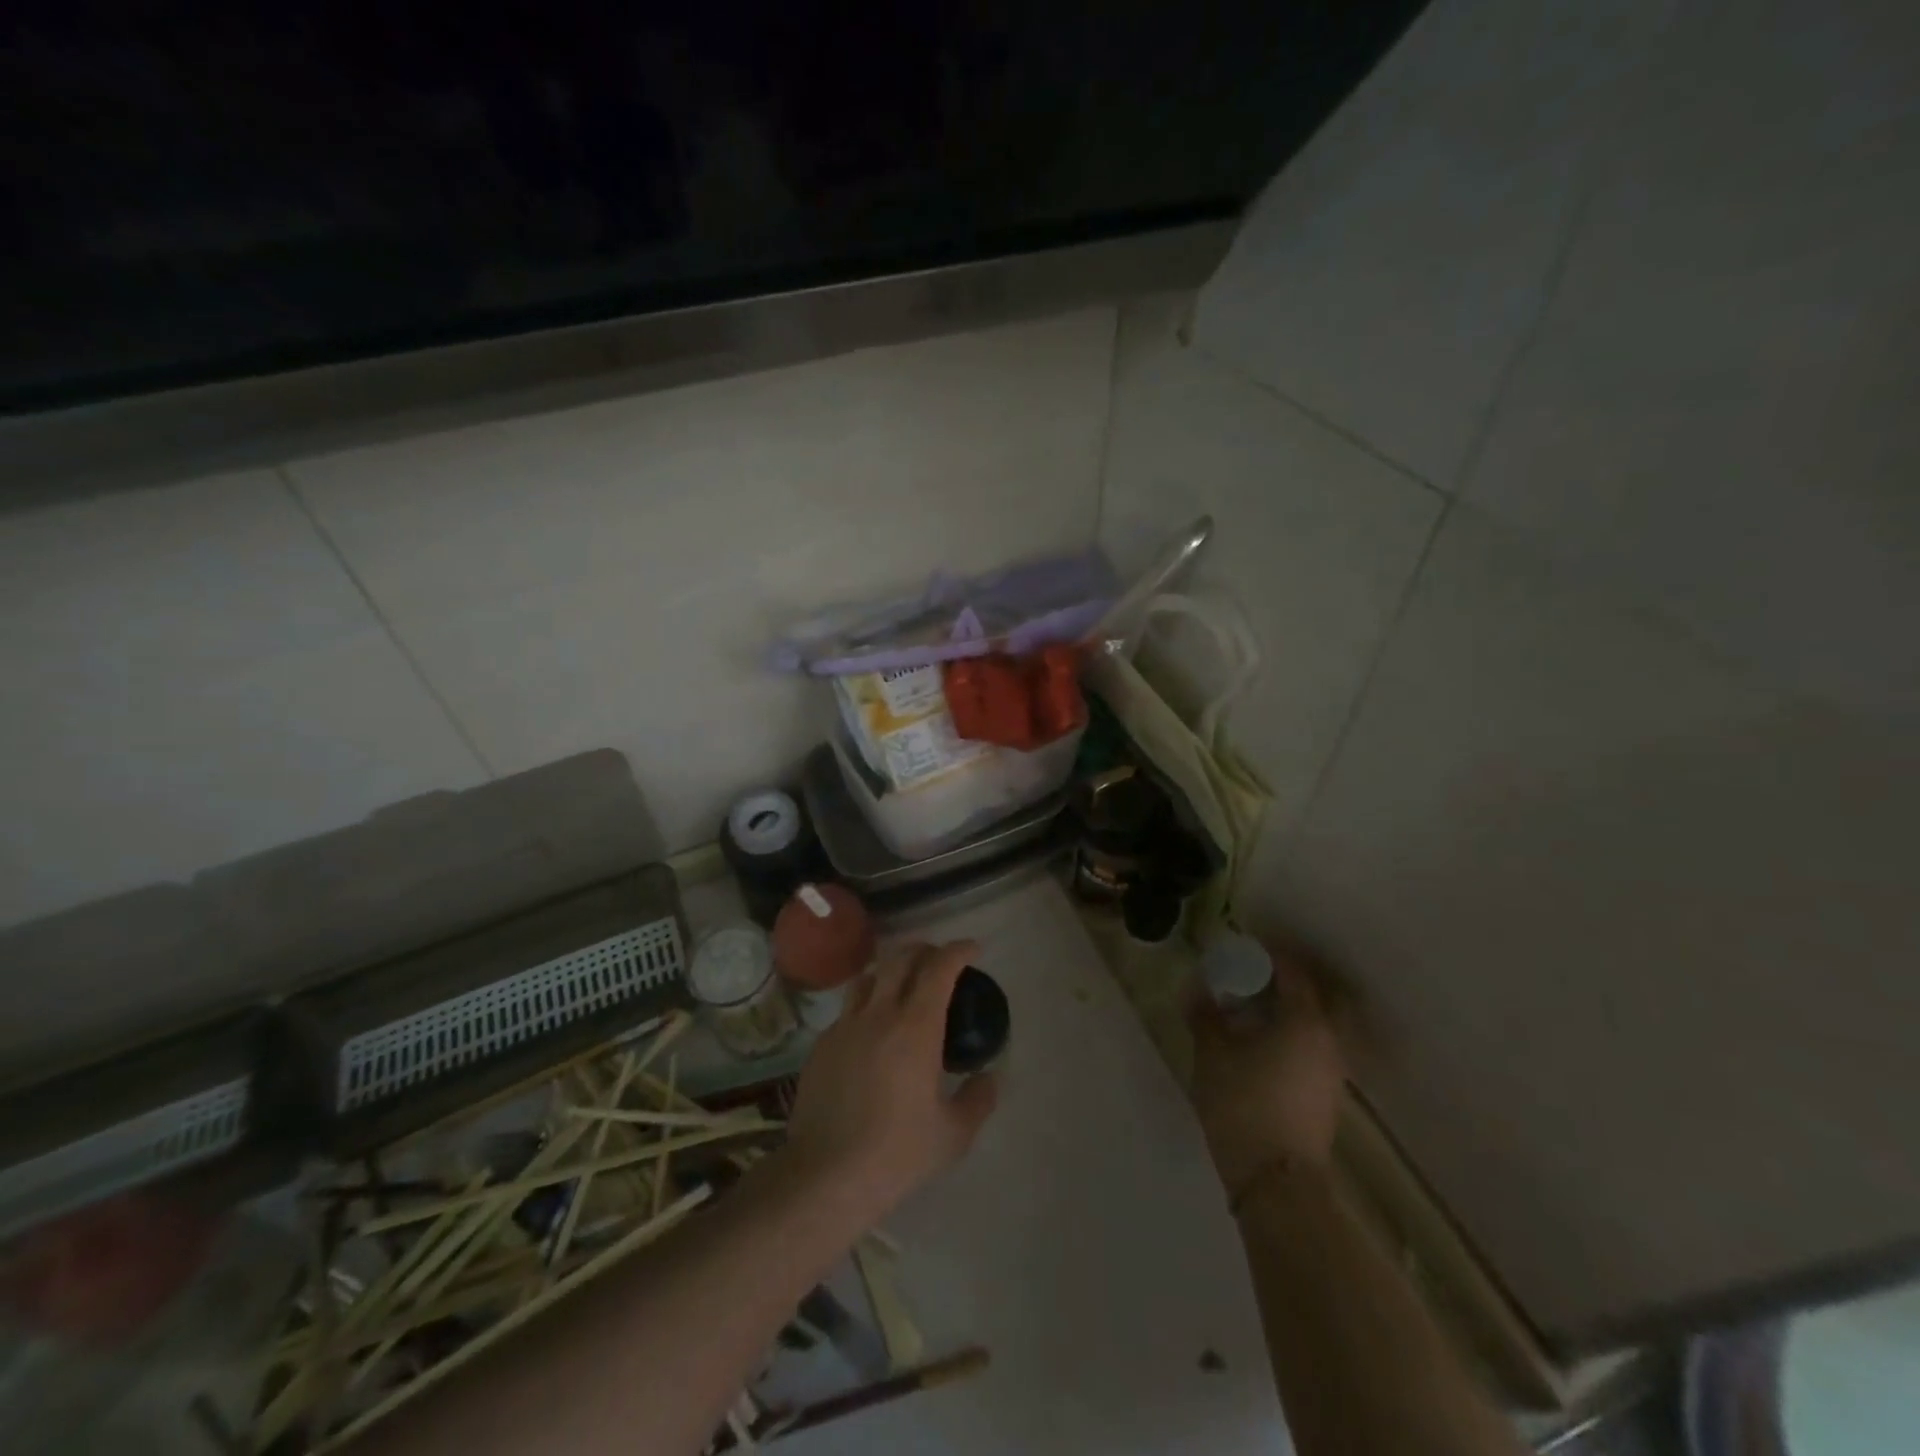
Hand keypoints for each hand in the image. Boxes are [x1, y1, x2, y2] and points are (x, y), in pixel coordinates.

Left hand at [784, 940, 998, 1221]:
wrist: (826, 1176)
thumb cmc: (898, 1153)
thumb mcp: (953, 1134)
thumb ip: (978, 1099)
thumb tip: (990, 1077)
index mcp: (916, 1026)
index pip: (939, 967)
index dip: (958, 950)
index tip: (972, 949)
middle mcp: (878, 1013)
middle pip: (901, 958)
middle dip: (925, 950)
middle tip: (940, 961)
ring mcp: (844, 1026)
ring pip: (869, 977)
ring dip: (891, 971)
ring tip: (903, 986)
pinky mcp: (821, 1045)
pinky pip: (848, 1010)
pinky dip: (867, 1006)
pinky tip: (872, 1033)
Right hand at [1188, 945, 1346, 1198]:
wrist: (1276, 1181)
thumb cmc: (1243, 1104)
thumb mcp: (1213, 1054)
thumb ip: (1206, 1016)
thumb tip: (1198, 990)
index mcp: (1305, 1020)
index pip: (1294, 971)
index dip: (1270, 953)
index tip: (1245, 946)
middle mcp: (1328, 1038)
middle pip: (1317, 994)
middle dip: (1289, 978)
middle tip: (1257, 973)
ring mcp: (1332, 1068)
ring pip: (1319, 1020)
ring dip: (1292, 1006)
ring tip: (1256, 1006)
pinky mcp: (1327, 1092)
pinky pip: (1315, 1043)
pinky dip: (1295, 1030)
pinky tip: (1265, 1039)